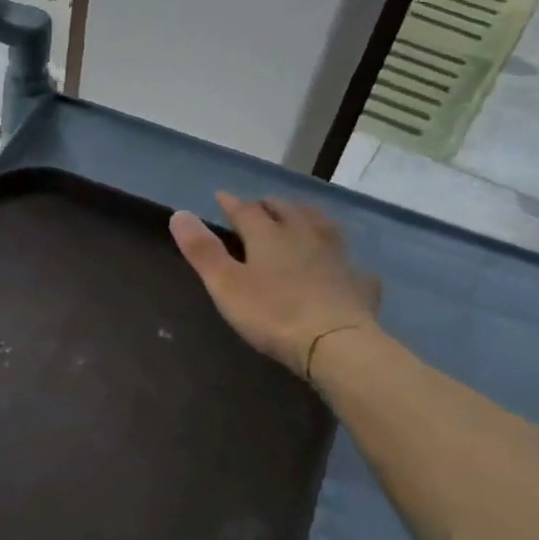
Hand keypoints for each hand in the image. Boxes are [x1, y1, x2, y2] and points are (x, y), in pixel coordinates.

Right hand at [170, 194, 380, 376]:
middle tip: (260, 207)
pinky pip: (348, 261)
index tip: (221, 197)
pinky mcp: (359, 281)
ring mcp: (336, 256)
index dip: (231, 203)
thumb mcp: (225, 284)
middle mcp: (304, 235)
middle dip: (270, 205)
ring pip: (321, 225)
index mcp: (268, 235)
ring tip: (300, 218)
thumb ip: (202, 249)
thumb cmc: (271, 313)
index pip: (246, 210)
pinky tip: (340, 264)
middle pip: (287, 210)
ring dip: (307, 217)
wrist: (335, 343)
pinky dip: (339, 257)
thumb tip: (179, 214)